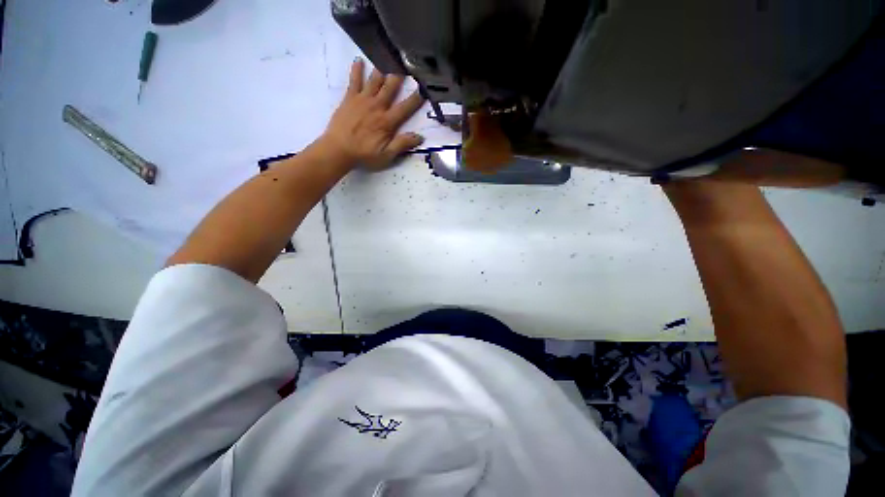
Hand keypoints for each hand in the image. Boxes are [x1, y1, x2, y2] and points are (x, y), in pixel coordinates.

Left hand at [320, 58, 424, 168]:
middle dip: (399, 77)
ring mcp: (362, 100)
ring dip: (382, 69)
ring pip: (374, 80)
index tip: (424, 90)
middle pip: (390, 88)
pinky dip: (357, 70)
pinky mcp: (349, 98)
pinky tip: (359, 60)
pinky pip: (354, 81)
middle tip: (405, 65)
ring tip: (387, 57)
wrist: (338, 150)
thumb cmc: (364, 155)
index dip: (415, 99)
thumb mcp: (387, 155)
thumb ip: (402, 144)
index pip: (405, 108)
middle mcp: (377, 106)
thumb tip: (420, 137)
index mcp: (387, 121)